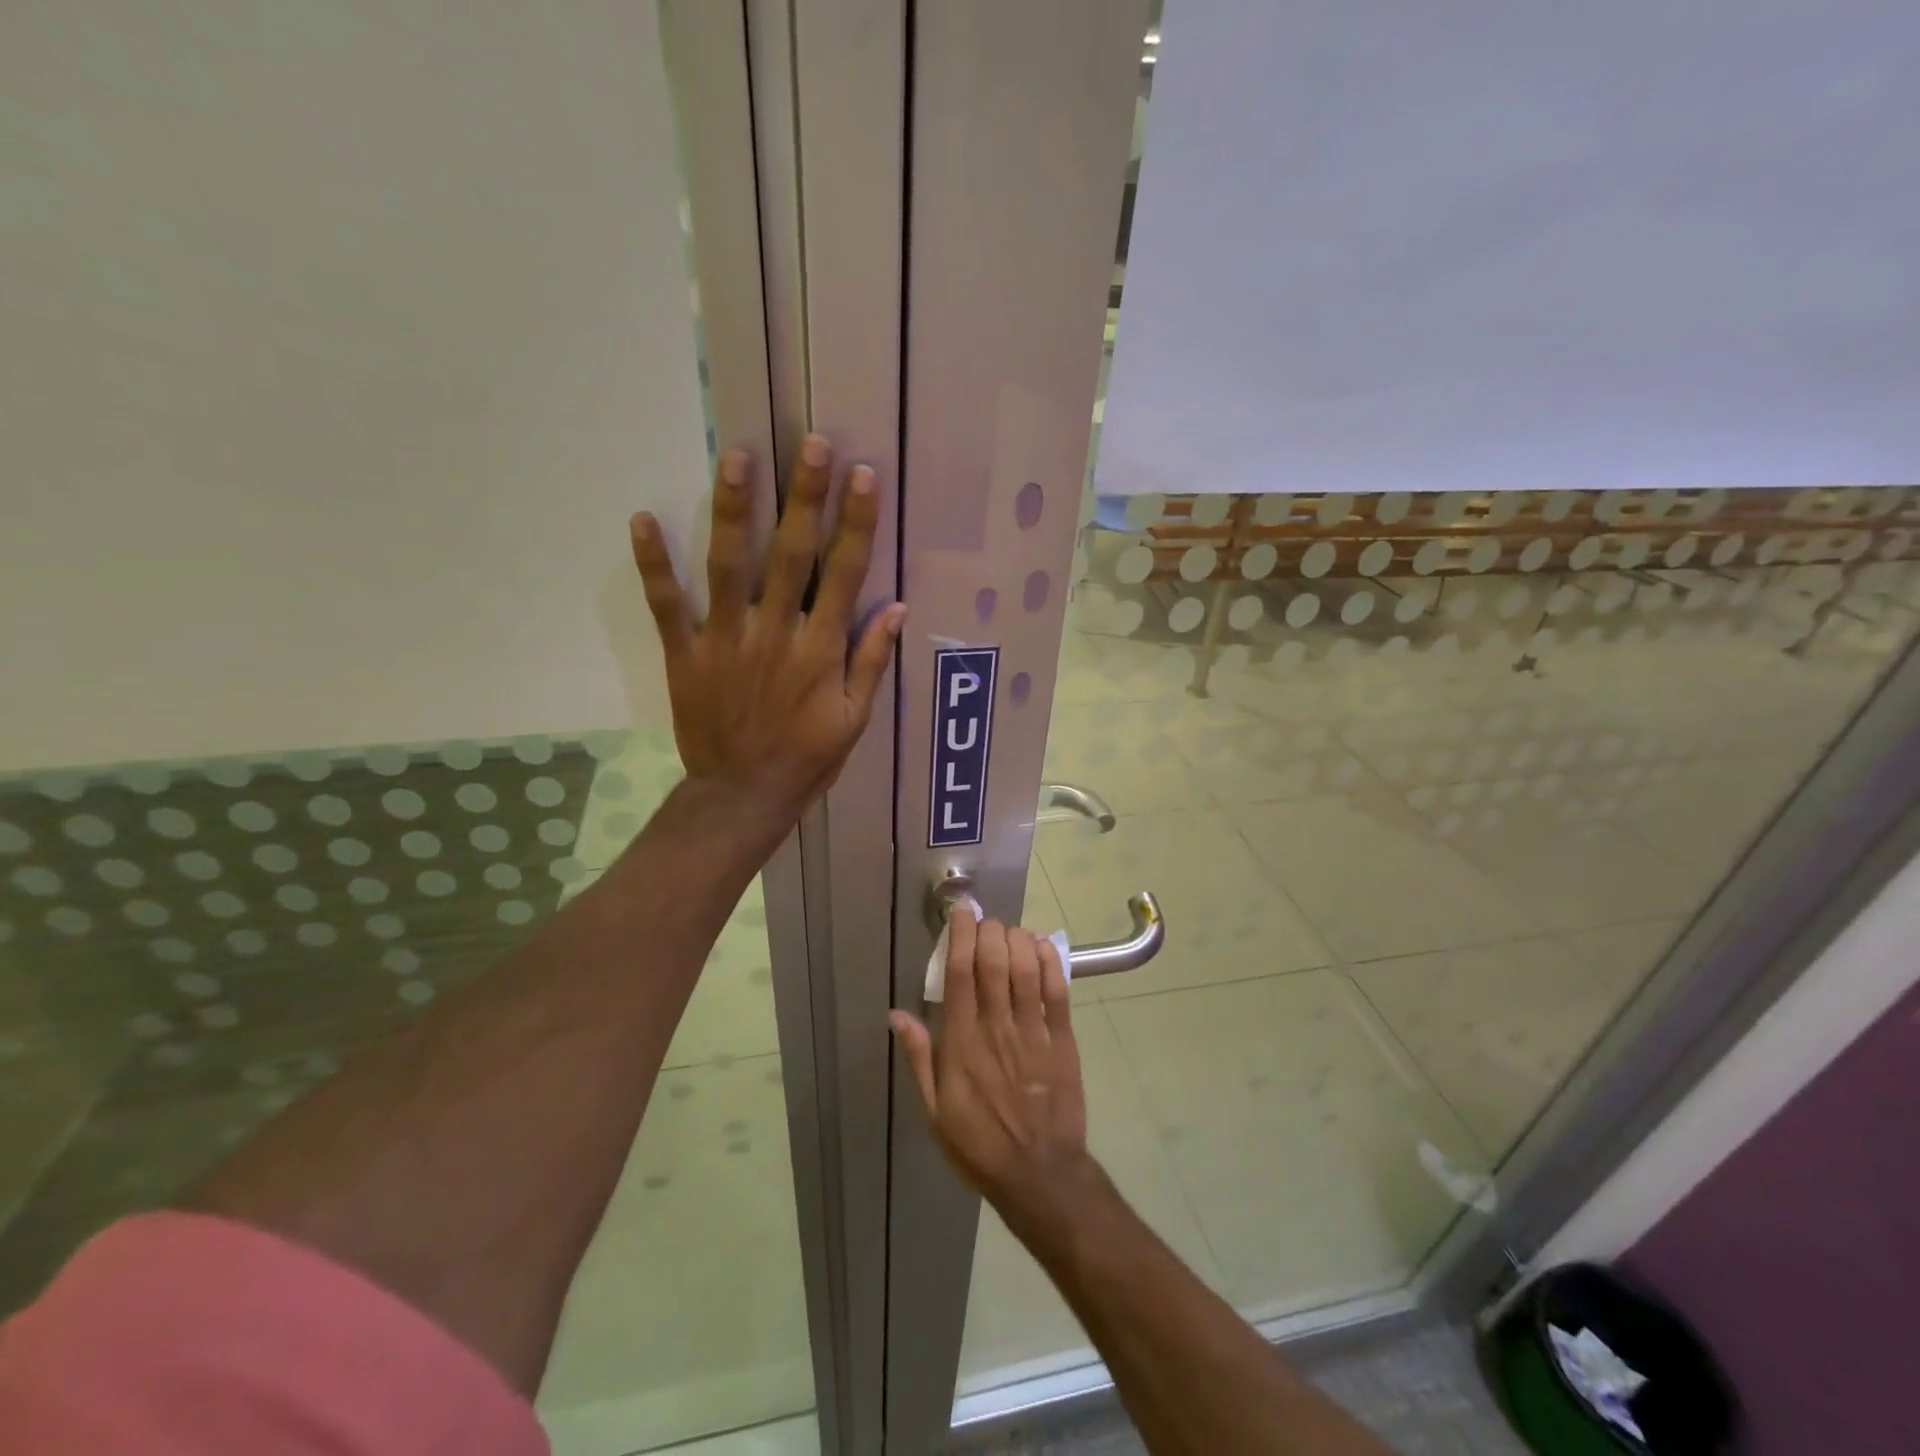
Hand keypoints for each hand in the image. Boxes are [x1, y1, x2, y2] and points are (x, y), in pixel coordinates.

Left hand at [630, 434, 904, 824]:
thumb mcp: (855, 719)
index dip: (855, 523)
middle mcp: (775, 634)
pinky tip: (643, 518)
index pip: (844, 574)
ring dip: (733, 510)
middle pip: (792, 556)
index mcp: (820, 650)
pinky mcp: (686, 654)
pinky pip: (667, 605)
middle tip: (811, 443)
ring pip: (730, 566)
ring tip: (737, 456)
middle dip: (804, 497)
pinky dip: (653, 564)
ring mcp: (726, 640)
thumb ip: (873, 661)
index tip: (861, 476)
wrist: (743, 795)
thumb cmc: (807, 758)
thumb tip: (897, 608)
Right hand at [890, 913, 1102, 1235]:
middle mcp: (997, 1028)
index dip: (960, 937)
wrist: (1039, 1175)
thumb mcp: (935, 1110)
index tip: (961, 913)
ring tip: (1010, 931)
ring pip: (1026, 970)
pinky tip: (1042, 947)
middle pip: (994, 963)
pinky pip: (1057, 992)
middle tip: (986, 920)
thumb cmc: (979, 1145)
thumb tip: (897, 1014)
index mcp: (962, 1043)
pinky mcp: (1062, 1040)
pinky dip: (1051, 963)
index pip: (960, 975)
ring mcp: (1032, 1032)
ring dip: (1018, 941)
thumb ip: (920, 1058)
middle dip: (990, 931)